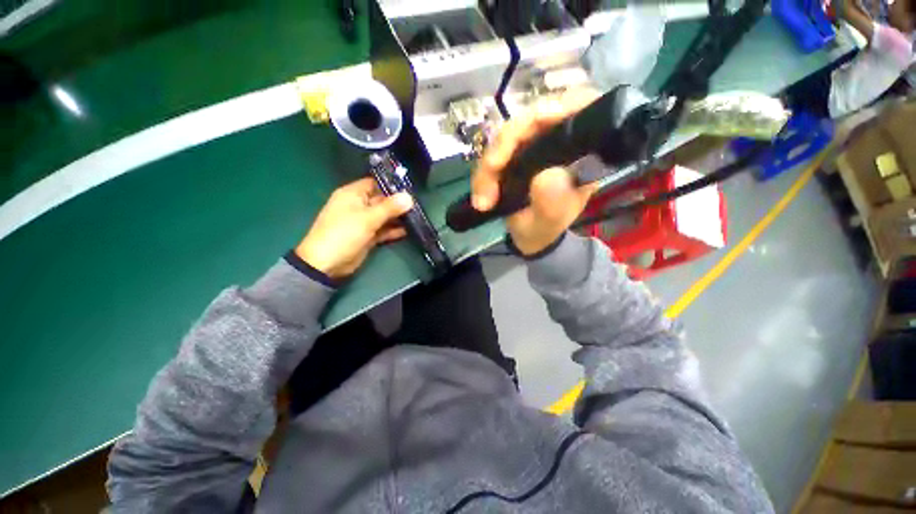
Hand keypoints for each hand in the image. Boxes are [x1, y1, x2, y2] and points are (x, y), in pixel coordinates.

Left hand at [296, 178, 413, 278]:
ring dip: (398, 217)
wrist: (327, 263)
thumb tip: (409, 197)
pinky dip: (393, 230)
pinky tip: (408, 231)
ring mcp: (363, 222)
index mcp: (353, 194)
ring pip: (384, 216)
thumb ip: (389, 207)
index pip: (375, 184)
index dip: (392, 186)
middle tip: (418, 205)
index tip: (410, 189)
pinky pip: (383, 230)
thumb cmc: (344, 233)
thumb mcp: (367, 218)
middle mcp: (358, 205)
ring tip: (417, 217)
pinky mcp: (367, 236)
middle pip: (382, 200)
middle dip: (398, 203)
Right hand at [471, 90, 600, 255]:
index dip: (561, 104)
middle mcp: (557, 142)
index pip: (581, 107)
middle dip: (506, 144)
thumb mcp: (551, 221)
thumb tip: (548, 175)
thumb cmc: (545, 229)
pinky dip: (483, 173)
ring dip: (489, 166)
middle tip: (491, 172)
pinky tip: (481, 196)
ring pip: (506, 136)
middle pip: (532, 118)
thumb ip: (552, 203)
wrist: (529, 236)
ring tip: (483, 199)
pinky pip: (493, 154)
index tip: (539, 119)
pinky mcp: (513, 154)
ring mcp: (532, 146)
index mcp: (580, 153)